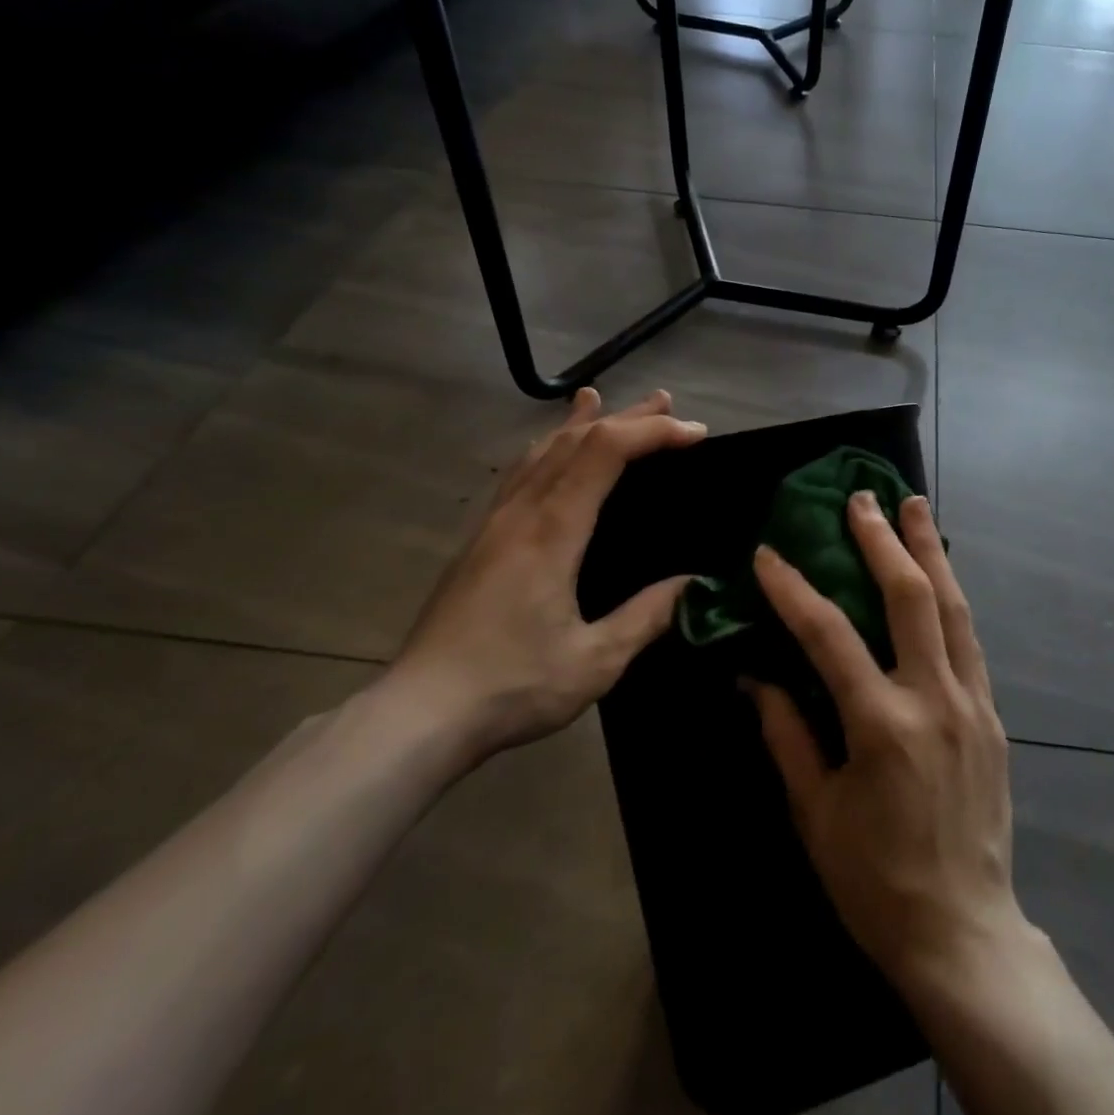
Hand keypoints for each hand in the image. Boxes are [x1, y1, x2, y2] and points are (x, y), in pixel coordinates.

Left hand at [391, 388, 705, 764]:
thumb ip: (646, 616)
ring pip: (539, 451)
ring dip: (578, 423)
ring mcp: (494, 523)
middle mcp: (521, 513)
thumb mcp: (595, 662)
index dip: (652, 431)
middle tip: (665, 401)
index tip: (694, 433)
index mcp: (552, 531)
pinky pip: (518, 473)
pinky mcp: (479, 541)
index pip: (605, 452)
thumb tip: (693, 583)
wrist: (419, 714)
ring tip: (600, 400)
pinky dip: (545, 448)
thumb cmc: (512, 687)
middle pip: (574, 440)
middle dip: (625, 417)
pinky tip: (547, 451)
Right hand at [749, 493, 1028, 991]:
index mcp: (883, 726)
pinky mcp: (992, 715)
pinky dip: (949, 597)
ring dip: (929, 551)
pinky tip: (938, 575)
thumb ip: (786, 734)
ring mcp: (972, 704)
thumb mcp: (815, 813)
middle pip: (910, 599)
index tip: (768, 554)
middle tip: (862, 498)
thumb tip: (754, 675)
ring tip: (914, 505)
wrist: (963, 931)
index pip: (830, 636)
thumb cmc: (874, 880)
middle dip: (882, 541)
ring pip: (953, 608)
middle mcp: (934, 700)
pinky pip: (969, 640)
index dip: (794, 589)